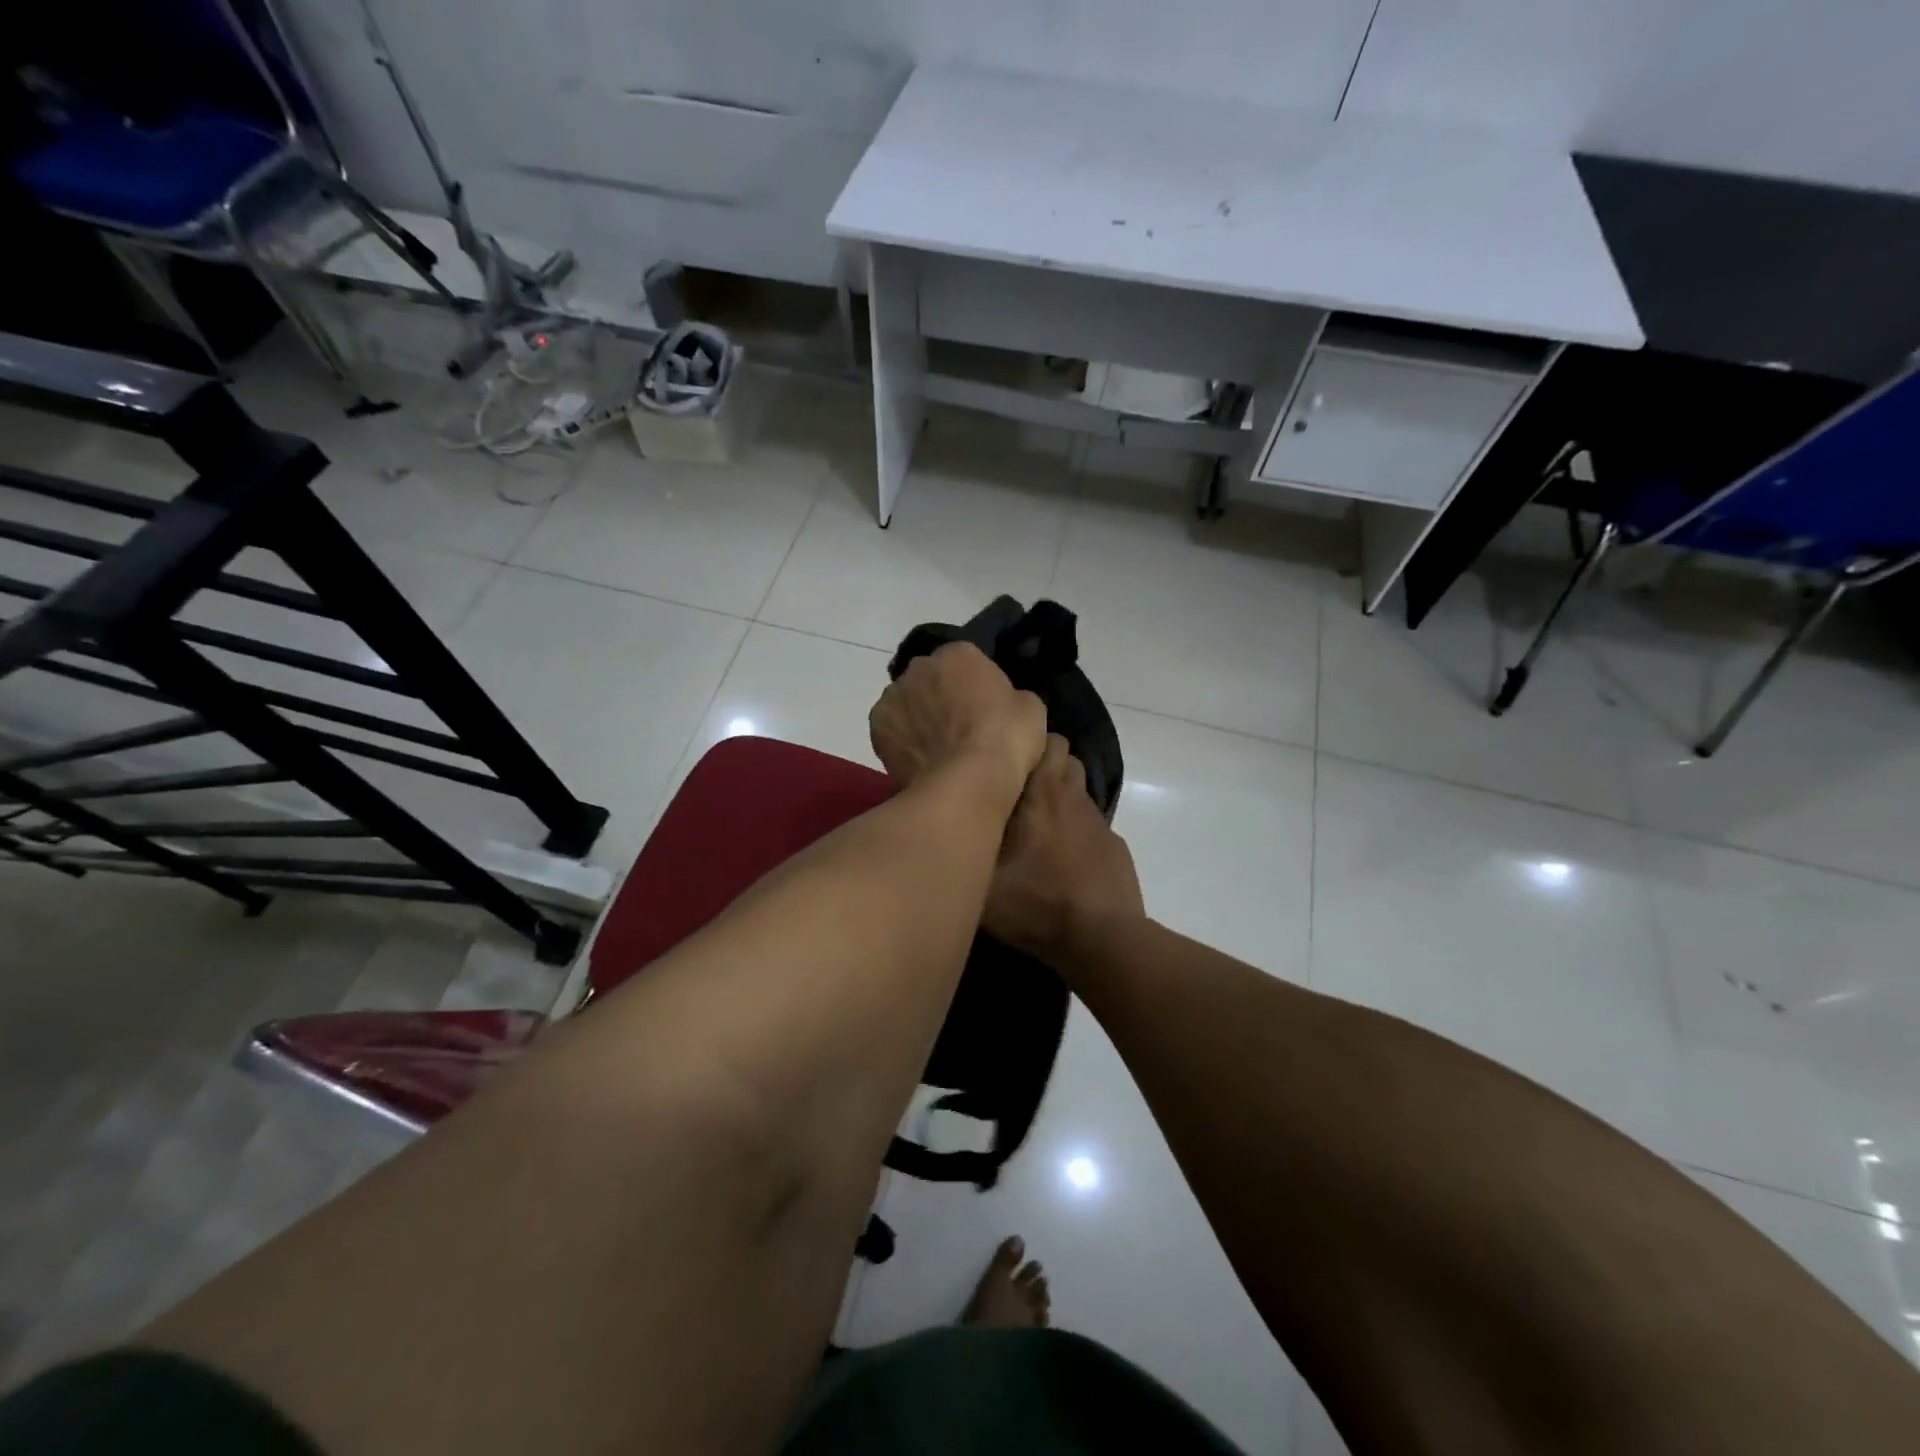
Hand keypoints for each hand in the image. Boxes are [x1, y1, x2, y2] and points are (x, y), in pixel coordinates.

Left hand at [869, 642, 1046, 797]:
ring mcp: (893, 697)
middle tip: (959, 727)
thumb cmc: (1006, 739)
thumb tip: (1001, 703)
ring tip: (937, 748)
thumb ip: (1010, 695)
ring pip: (906, 702)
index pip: (964, 659)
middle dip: (940, 694)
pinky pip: (892, 729)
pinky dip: (901, 740)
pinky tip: (918, 759)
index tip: (983, 706)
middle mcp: (919, 667)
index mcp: (958, 653)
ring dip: (917, 716)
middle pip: (929, 677)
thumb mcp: (1030, 708)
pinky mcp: (877, 729)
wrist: (969, 781)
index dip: (973, 682)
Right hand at [986, 735, 1144, 964]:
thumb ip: (965, 849)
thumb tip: (953, 827)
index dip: (1029, 746)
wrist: (1102, 940)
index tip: (1005, 761)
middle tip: (1016, 792)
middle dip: (1044, 766)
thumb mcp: (983, 884)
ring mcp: (1099, 823)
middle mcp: (1073, 798)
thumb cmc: (1037, 904)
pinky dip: (1077, 832)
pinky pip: (1091, 826)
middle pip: (1065, 759)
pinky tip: (1064, 862)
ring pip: (1078, 792)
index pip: (1047, 742)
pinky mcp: (1115, 848)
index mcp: (1042, 794)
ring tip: (1037, 827)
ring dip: (1060, 799)